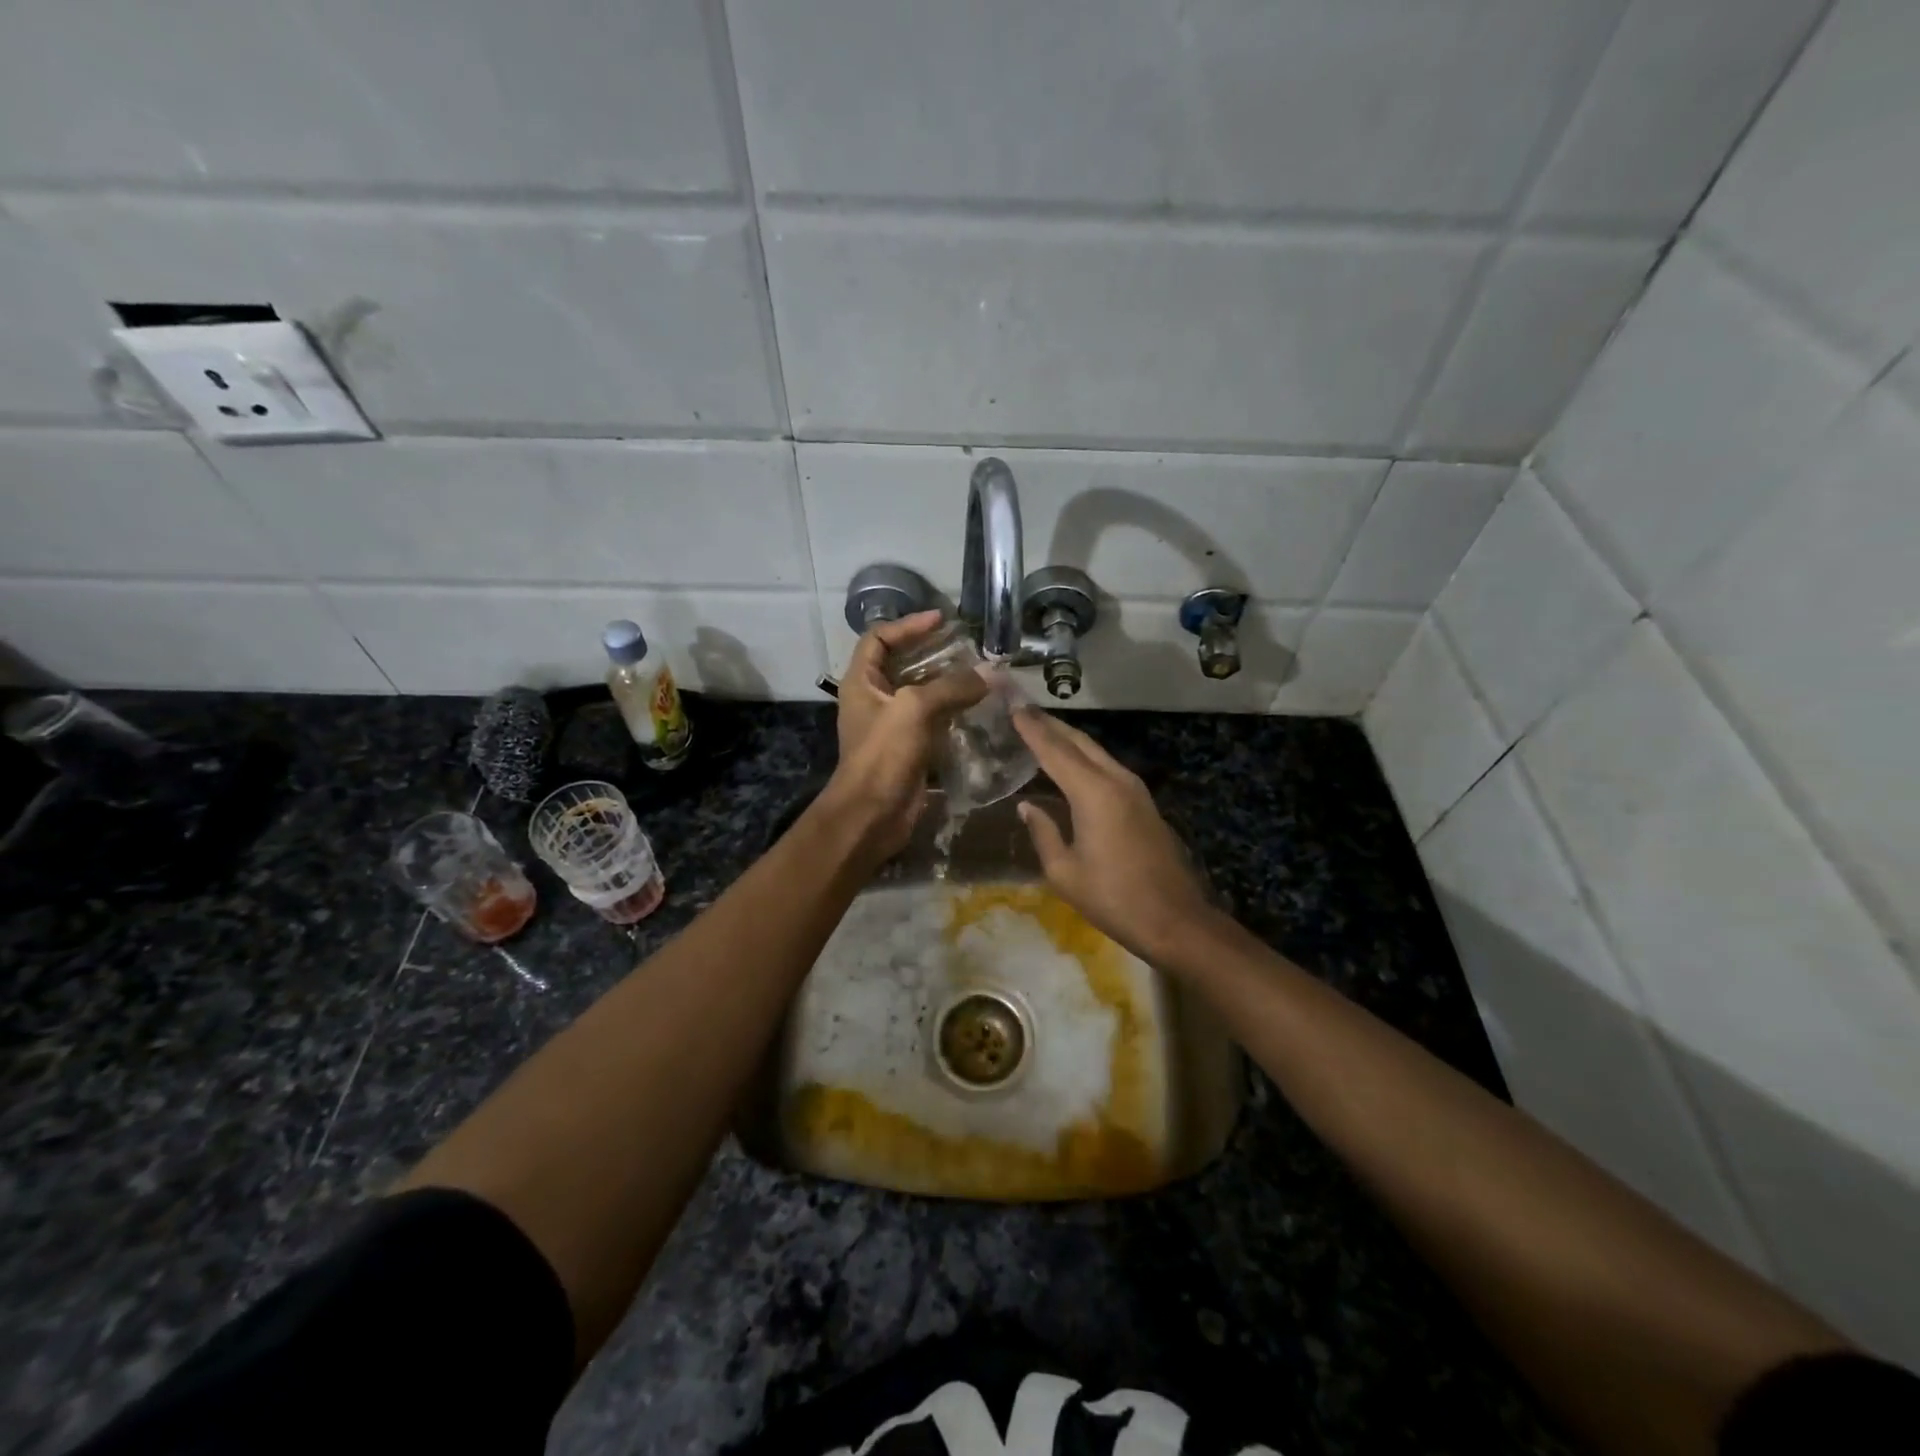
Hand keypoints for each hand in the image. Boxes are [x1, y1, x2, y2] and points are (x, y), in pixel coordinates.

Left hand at [816, 611, 987, 858]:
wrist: (872, 814)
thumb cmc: (883, 754)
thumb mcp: (914, 709)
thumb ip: (951, 687)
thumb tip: (988, 674)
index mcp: (862, 681)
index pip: (879, 638)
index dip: (908, 625)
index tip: (941, 620)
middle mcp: (874, 699)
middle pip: (903, 664)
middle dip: (934, 653)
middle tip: (968, 648)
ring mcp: (891, 725)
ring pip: (921, 694)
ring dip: (949, 684)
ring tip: (981, 675)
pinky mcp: (909, 748)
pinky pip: (933, 721)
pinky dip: (953, 712)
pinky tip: (979, 709)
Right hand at [1012, 707, 1217, 965]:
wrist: (1175, 920)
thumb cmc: (1114, 898)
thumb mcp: (1064, 872)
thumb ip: (1043, 833)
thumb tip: (1028, 807)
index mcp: (1093, 793)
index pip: (1054, 749)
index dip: (1030, 727)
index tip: (1010, 705)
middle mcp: (1116, 780)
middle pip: (1078, 740)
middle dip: (1049, 723)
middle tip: (1021, 709)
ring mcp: (1135, 789)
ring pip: (1095, 751)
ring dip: (1067, 738)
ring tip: (1039, 730)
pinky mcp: (1143, 802)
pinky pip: (1106, 766)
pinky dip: (1083, 757)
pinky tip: (1068, 764)